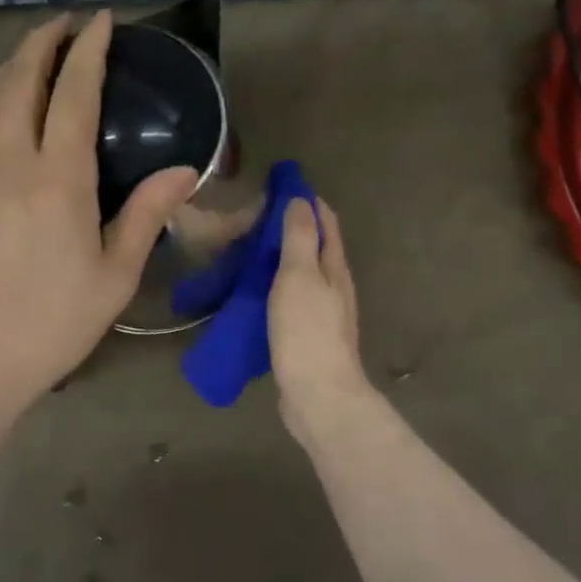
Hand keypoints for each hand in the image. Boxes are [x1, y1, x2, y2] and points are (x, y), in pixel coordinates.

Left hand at [0, 12, 197, 417]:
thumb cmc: (54, 323)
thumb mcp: (116, 275)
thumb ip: (147, 215)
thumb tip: (184, 171)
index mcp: (59, 180)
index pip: (74, 96)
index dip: (89, 52)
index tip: (101, 21)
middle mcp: (10, 165)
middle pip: (20, 84)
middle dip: (41, 42)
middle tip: (63, 22)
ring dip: (12, 69)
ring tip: (33, 53)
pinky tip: (4, 117)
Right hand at [268, 197, 368, 434]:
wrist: (317, 395)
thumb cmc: (307, 331)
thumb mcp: (300, 276)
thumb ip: (300, 238)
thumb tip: (301, 200)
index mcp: (334, 267)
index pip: (325, 221)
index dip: (306, 201)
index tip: (277, 186)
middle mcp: (334, 286)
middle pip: (314, 247)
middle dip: (290, 228)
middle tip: (252, 218)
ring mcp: (322, 313)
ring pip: (301, 275)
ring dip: (279, 259)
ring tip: (246, 250)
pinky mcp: (306, 336)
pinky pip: (289, 300)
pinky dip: (273, 288)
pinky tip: (251, 292)